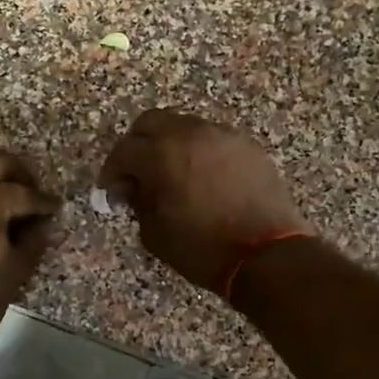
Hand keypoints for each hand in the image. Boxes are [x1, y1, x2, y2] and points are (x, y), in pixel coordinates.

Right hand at [99, 110, 307, 294]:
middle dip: (137, 145)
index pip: (123, 151)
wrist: (267, 255)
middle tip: (136, 174)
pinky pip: (212, 139)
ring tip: (170, 175)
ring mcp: (223, 136)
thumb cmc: (202, 249)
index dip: (112, 171)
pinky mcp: (247, 146)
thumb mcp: (155, 233)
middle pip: (151, 122)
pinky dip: (198, 151)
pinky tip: (201, 178)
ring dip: (169, 145)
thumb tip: (130, 188)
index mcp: (162, 154)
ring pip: (183, 126)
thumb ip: (138, 202)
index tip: (111, 191)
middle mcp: (191, 134)